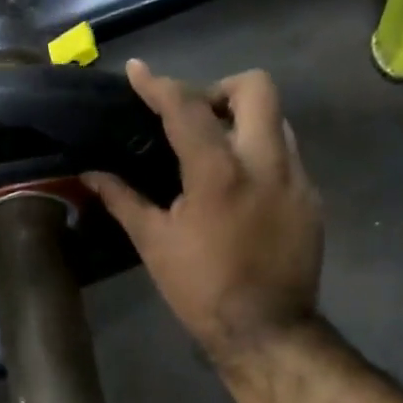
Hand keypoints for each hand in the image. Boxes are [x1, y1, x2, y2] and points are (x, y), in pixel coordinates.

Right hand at [84, 61, 321, 367]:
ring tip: (219, 151)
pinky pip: (288, 156)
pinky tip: (242, 189)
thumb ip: (123, 199)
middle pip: (256, 87)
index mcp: (218, 173)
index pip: (186, 109)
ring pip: (278, 120)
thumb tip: (90, 173)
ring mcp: (296, 179)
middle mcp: (265, 162)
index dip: (158, 85)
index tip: (139, 71)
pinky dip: (262, 156)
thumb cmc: (201, 289)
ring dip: (245, 121)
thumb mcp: (154, 244)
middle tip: (197, 117)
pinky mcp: (312, 199)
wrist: (266, 331)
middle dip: (221, 89)